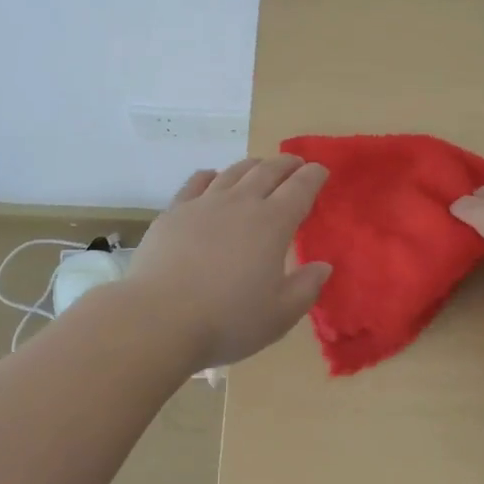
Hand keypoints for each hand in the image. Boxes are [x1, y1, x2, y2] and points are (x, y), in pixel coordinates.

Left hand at [124, 156, 332, 369]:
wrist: (160, 317)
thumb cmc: (228, 320)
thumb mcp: (280, 315)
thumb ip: (306, 287)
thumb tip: (323, 266)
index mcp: (273, 223)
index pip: (300, 188)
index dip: (313, 176)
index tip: (321, 170)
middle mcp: (241, 203)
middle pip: (268, 171)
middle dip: (286, 164)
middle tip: (295, 163)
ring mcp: (204, 203)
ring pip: (233, 172)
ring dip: (252, 165)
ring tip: (260, 166)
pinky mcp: (174, 211)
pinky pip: (196, 182)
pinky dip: (211, 175)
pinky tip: (212, 177)